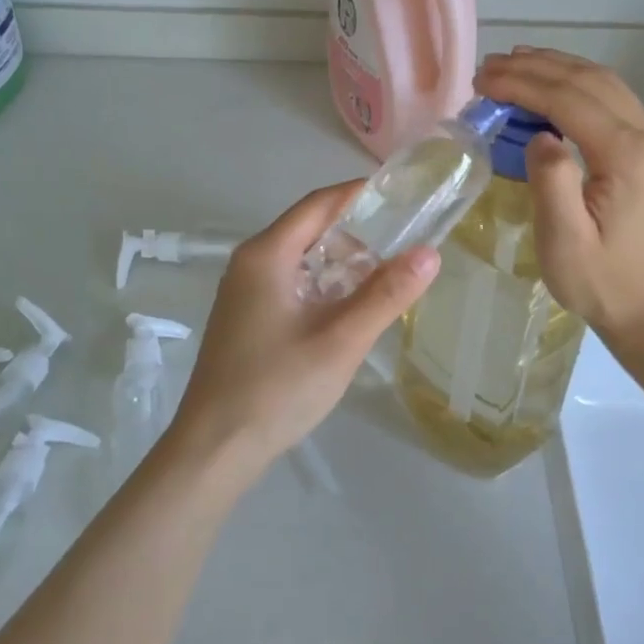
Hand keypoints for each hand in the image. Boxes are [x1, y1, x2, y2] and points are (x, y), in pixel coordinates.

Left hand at [170, 181, 439, 474]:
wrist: (214, 449)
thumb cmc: (276, 388)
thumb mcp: (341, 341)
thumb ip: (386, 295)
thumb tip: (430, 253)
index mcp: (266, 255)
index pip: (319, 204)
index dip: (360, 194)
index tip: (404, 196)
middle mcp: (250, 263)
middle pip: (309, 228)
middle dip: (357, 230)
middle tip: (405, 240)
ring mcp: (244, 292)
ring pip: (301, 259)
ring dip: (341, 261)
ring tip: (387, 274)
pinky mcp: (246, 318)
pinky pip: (291, 284)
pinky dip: (323, 285)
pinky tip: (350, 307)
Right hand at [475, 48, 643, 338]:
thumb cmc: (600, 282)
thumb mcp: (564, 242)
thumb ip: (551, 181)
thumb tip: (539, 134)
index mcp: (630, 157)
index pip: (570, 100)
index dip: (523, 84)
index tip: (482, 79)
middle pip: (590, 82)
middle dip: (536, 68)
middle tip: (489, 66)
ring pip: (605, 84)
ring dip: (557, 69)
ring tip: (513, 63)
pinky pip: (614, 100)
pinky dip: (577, 85)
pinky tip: (551, 83)